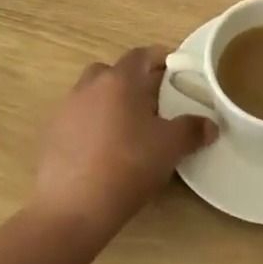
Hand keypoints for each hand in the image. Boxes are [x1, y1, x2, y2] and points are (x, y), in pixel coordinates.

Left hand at [33, 47, 214, 237]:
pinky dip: (93, 126)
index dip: (159, 58)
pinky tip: (105, 151)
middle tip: (154, 102)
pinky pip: (78, 119)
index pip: (141, 55)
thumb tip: (210, 124)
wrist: (72, 208)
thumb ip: (192, 130)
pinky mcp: (52, 135)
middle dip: (133, 82)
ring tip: (130, 128)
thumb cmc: (127, 166)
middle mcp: (89, 86)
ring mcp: (66, 110)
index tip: (175, 69)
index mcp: (119, 80)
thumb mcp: (169, 148)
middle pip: (113, 72)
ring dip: (111, 104)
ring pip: (93, 95)